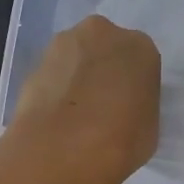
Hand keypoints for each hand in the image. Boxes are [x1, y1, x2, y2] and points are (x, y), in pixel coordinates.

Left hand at [4, 15, 160, 183]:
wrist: (62, 149)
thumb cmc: (121, 141)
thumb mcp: (150, 127)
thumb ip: (138, 106)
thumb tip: (124, 109)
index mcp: (140, 47)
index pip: (141, 62)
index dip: (133, 86)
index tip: (128, 108)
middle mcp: (103, 33)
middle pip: (106, 49)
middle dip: (103, 71)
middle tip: (101, 107)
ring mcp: (64, 44)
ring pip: (76, 58)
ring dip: (77, 77)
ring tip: (75, 116)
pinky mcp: (34, 62)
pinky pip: (53, 75)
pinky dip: (55, 90)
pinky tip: (56, 118)